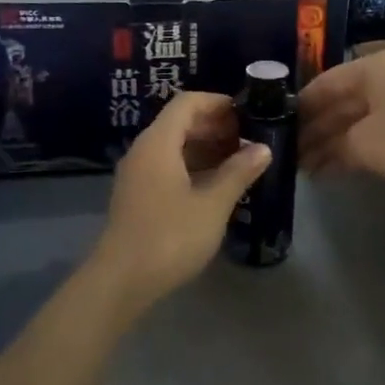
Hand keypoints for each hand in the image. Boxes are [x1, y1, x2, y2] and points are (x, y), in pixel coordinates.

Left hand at [90, 92, 270, 308]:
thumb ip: (238, 172)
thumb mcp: (212, 204)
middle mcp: (143, 150)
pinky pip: (166, 166)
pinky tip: (215, 185)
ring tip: (238, 162)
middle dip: (214, 126)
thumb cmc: (170, 236)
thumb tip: (263, 148)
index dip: (217, 102)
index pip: (187, 103)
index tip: (246, 113)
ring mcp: (137, 174)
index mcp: (158, 143)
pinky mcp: (137, 195)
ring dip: (204, 147)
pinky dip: (192, 166)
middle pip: (179, 122)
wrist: (121, 281)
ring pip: (173, 146)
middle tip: (248, 139)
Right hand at [298, 51, 384, 191]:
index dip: (299, 108)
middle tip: (287, 153)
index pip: (323, 83)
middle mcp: (384, 78)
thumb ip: (330, 146)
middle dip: (313, 129)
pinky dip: (349, 149)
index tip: (276, 128)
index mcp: (371, 68)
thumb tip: (310, 155)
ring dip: (329, 143)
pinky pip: (370, 134)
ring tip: (303, 167)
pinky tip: (329, 169)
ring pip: (354, 120)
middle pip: (338, 102)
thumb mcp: (360, 143)